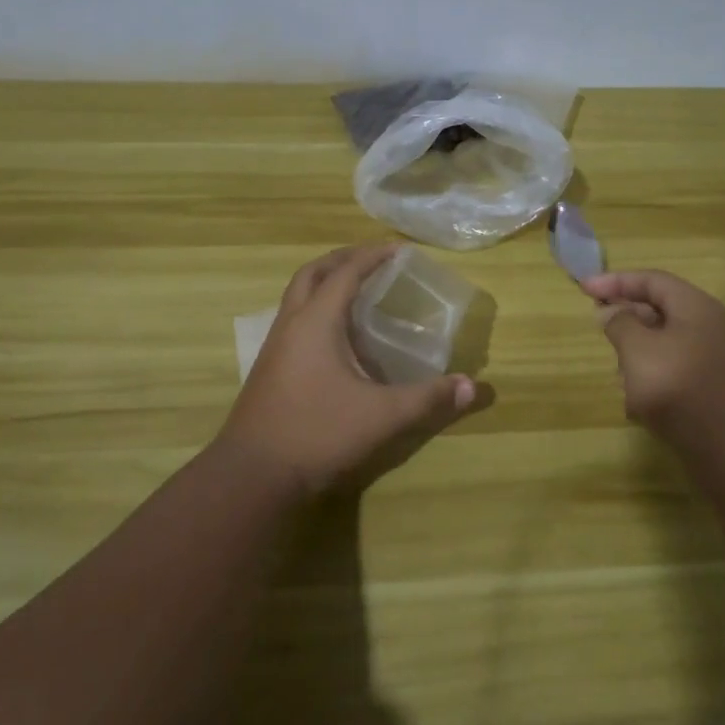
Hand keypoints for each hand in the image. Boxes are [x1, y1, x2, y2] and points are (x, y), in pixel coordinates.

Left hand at [221, 244, 482, 495]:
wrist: (252, 475)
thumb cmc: (317, 433)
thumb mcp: (381, 416)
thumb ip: (427, 398)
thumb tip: (472, 387)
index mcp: (316, 322)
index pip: (346, 272)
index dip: (373, 256)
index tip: (399, 249)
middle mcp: (291, 324)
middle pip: (313, 273)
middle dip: (344, 259)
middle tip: (374, 261)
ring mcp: (275, 347)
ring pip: (297, 296)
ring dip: (325, 283)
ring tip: (358, 292)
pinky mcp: (269, 368)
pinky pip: (294, 320)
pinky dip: (316, 310)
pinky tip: (337, 338)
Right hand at [581, 270, 724, 462]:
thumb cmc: (681, 390)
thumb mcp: (639, 351)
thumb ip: (620, 324)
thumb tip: (610, 311)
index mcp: (696, 308)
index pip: (652, 280)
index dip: (616, 281)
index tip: (584, 289)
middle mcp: (709, 327)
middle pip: (660, 309)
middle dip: (626, 318)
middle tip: (598, 327)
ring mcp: (713, 360)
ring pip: (664, 343)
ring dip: (636, 353)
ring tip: (617, 373)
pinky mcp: (712, 389)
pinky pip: (674, 370)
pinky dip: (651, 377)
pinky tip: (637, 402)